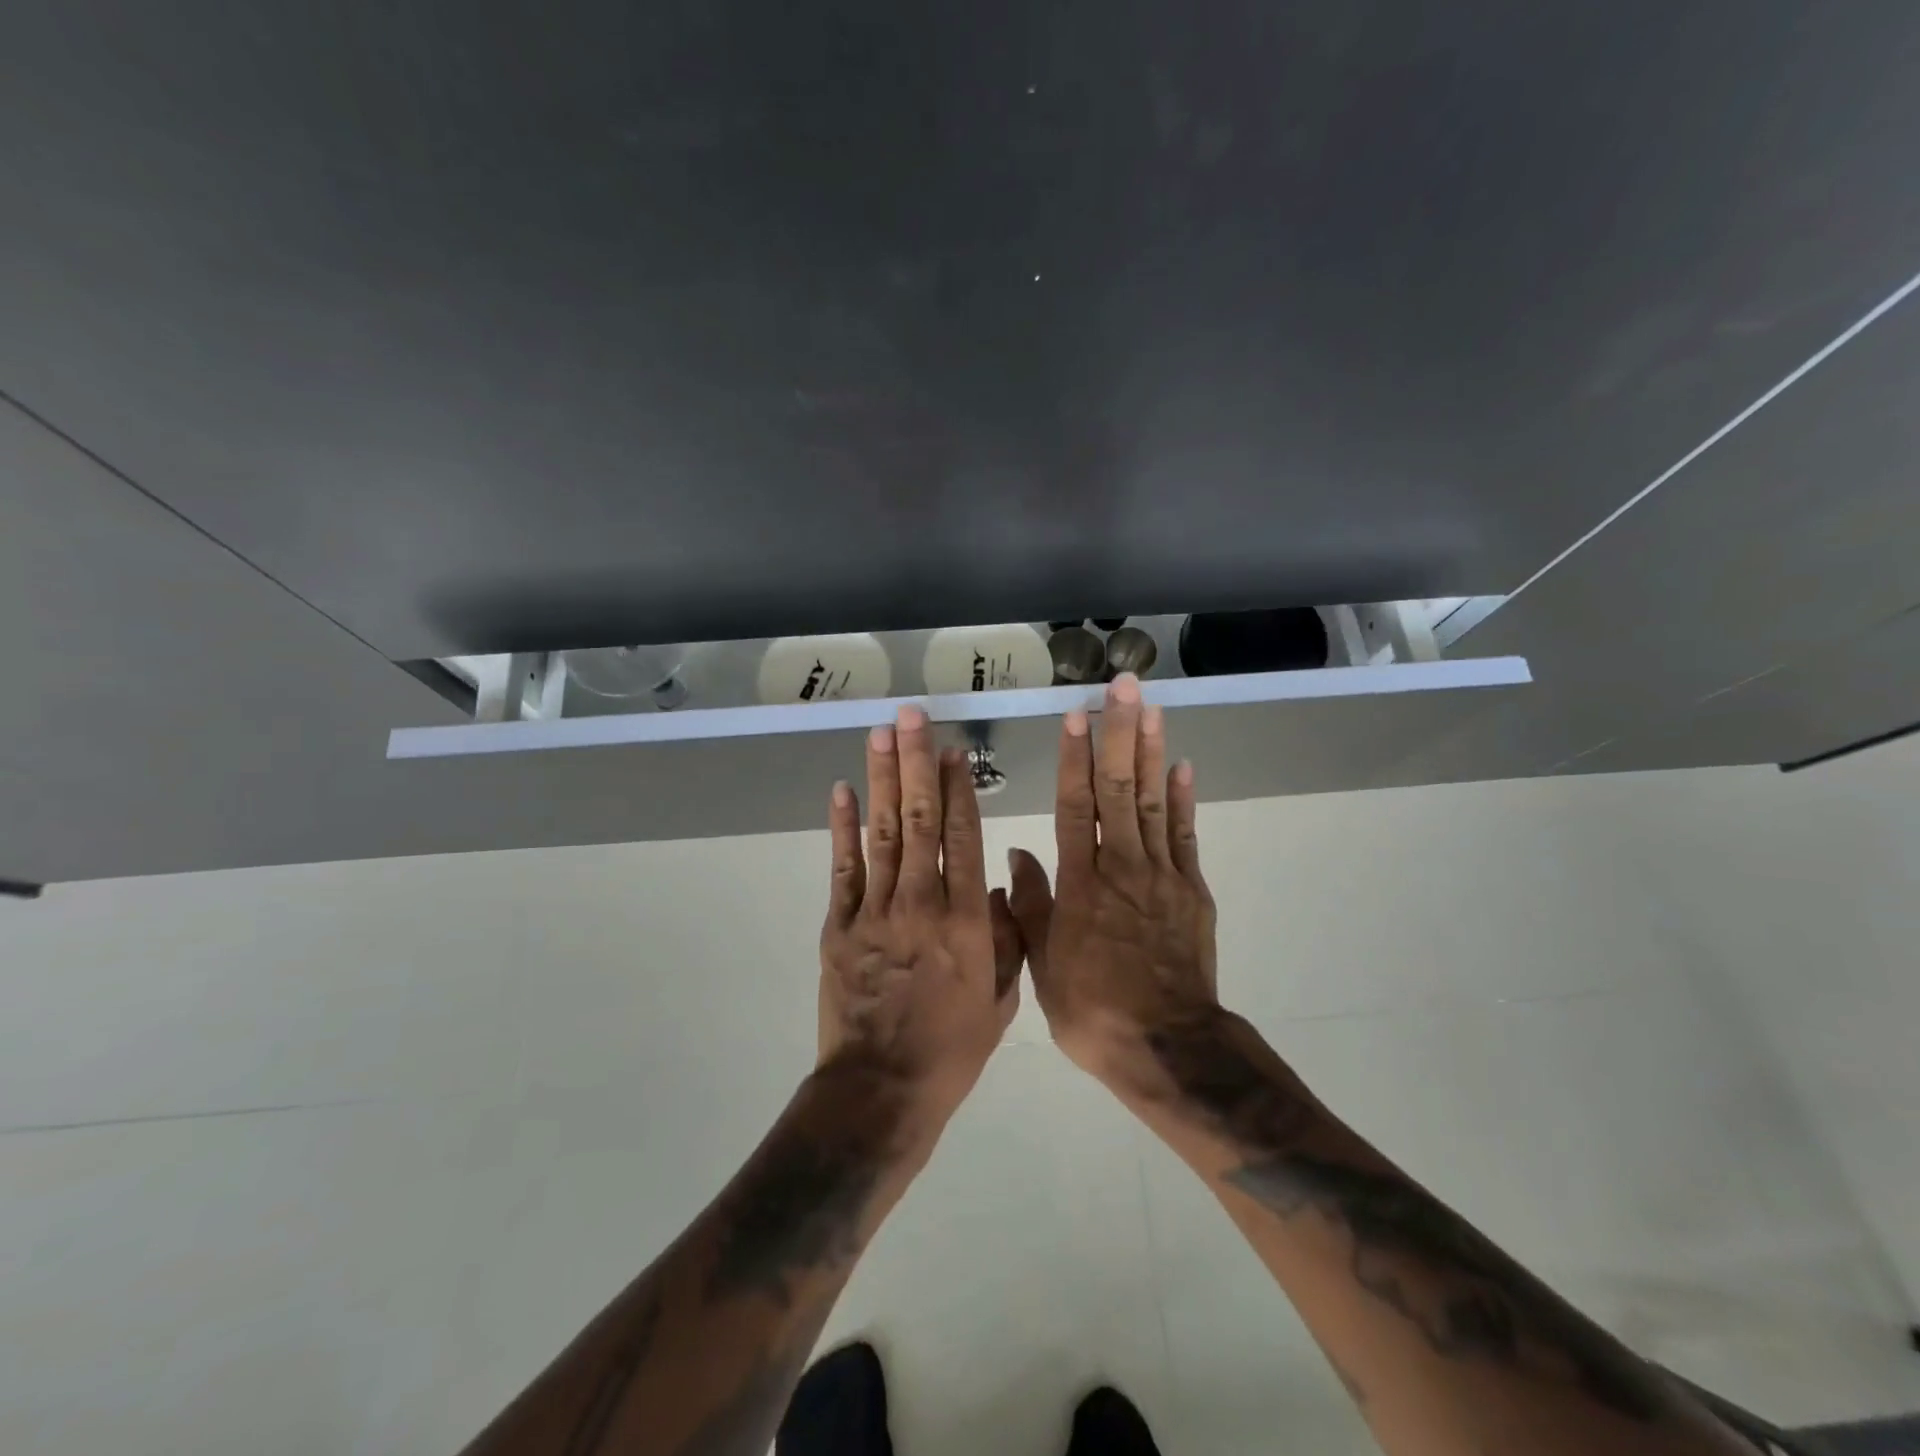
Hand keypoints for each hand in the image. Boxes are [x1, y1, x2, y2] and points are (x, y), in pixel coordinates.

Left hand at [819, 704, 1022, 1123]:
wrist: (883, 1089)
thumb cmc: (952, 1048)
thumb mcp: (1002, 997)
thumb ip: (1008, 936)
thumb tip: (1002, 882)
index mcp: (967, 920)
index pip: (963, 837)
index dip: (958, 788)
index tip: (955, 750)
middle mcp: (921, 902)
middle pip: (919, 820)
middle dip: (916, 763)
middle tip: (913, 716)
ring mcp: (875, 912)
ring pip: (881, 833)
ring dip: (881, 779)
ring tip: (881, 734)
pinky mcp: (839, 926)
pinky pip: (842, 869)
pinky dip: (841, 829)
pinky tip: (842, 791)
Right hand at [1007, 674, 1217, 1081]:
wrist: (1166, 1046)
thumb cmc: (1092, 1008)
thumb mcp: (1042, 963)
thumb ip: (1030, 904)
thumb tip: (1018, 853)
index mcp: (1081, 883)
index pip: (1076, 806)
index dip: (1075, 759)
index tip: (1077, 716)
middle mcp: (1121, 866)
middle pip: (1120, 790)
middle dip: (1120, 734)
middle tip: (1124, 687)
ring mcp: (1161, 876)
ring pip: (1154, 802)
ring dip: (1151, 752)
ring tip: (1152, 709)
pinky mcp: (1191, 891)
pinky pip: (1186, 837)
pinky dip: (1184, 801)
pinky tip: (1182, 767)